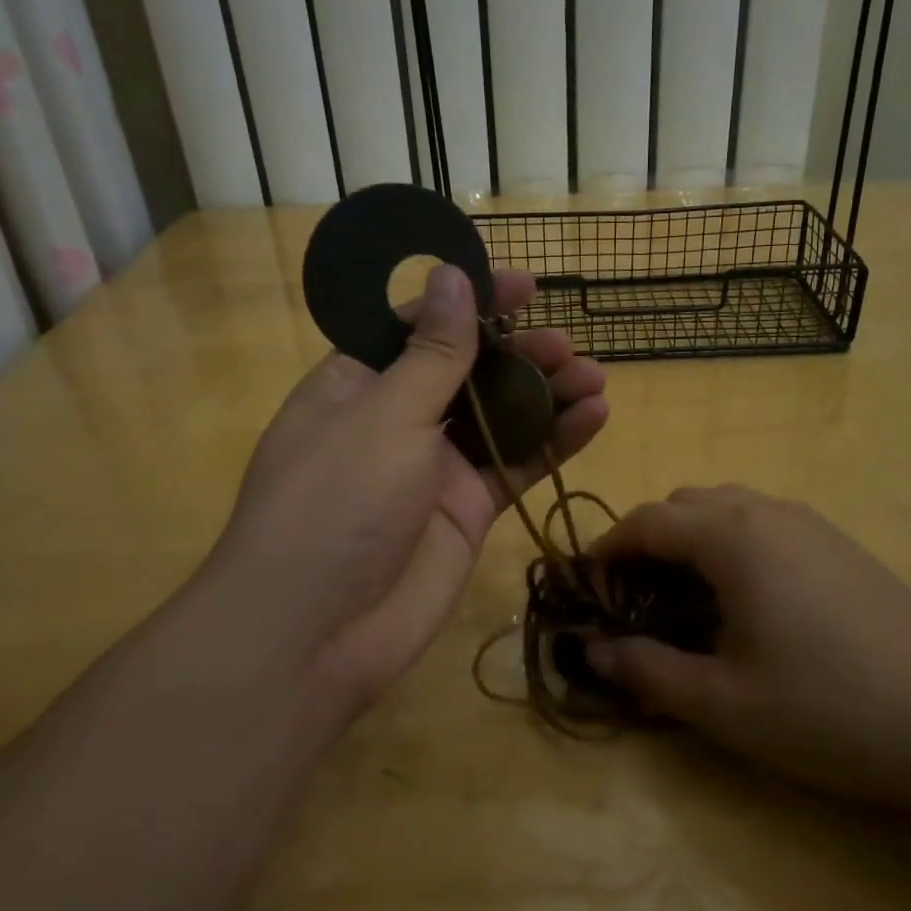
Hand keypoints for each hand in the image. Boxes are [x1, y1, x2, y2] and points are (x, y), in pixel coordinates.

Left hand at [200, 264, 607, 711]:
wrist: (316, 635)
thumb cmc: (335, 504)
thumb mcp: (385, 415)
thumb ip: (433, 352)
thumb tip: (452, 274)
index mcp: (358, 383)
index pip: (418, 325)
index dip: (470, 300)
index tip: (524, 284)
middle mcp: (396, 419)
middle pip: (467, 369)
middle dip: (517, 352)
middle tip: (564, 346)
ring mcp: (433, 467)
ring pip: (499, 416)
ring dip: (545, 393)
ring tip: (592, 377)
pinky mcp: (465, 511)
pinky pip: (515, 465)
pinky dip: (553, 442)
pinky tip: (594, 417)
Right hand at [587, 485, 910, 810]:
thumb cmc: (832, 708)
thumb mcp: (724, 704)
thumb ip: (646, 672)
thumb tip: (591, 651)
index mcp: (731, 535)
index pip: (645, 521)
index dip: (605, 552)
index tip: (586, 592)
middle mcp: (767, 511)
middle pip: (683, 505)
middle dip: (646, 544)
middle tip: (634, 603)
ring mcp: (811, 524)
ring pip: (726, 509)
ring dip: (690, 543)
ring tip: (685, 605)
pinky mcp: (841, 546)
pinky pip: (763, 525)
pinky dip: (731, 548)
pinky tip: (746, 607)